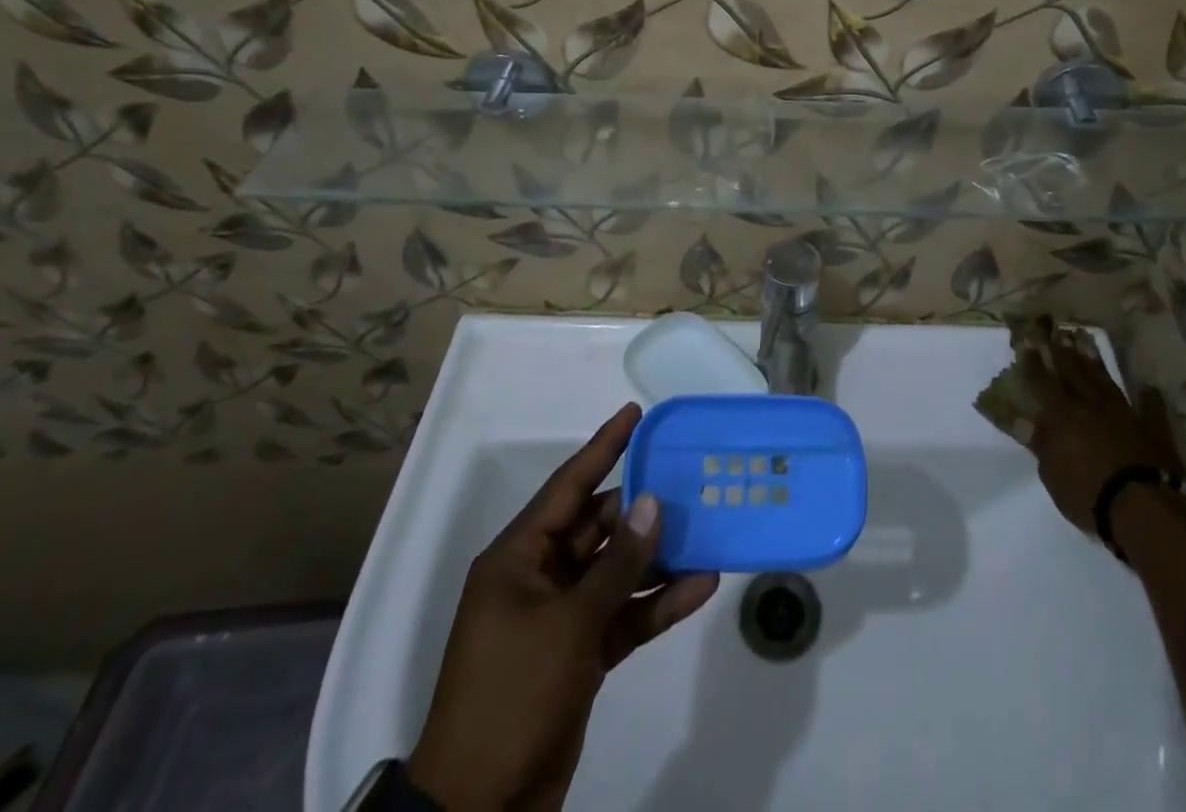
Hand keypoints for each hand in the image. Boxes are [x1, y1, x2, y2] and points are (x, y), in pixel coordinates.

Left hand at [408, 403, 719, 811]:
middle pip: (598, 526)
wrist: (479, 809)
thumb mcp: (568, 625)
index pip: (568, 486)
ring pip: (617, 570)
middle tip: (690, 479)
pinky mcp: (580, 654)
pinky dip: (657, 603)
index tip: (635, 413)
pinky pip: (624, 614)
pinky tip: (700, 587)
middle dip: (642, 507)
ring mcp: (561, 617)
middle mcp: (539, 577)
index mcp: (519, 558)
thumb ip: (616, 564)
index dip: (603, 447)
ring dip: (658, 557)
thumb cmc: (513, 696)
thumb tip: (651, 503)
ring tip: (706, 529)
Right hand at [1020, 340, 1181, 537]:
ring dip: (1094, 362)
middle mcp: (1090, 404)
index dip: (1033, 362)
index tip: (1027, 341)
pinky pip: (1150, 408)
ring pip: (1105, 381)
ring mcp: (1123, 413)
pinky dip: (1149, 398)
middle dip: (1062, 352)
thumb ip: (1040, 444)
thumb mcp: (1051, 473)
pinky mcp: (1151, 429)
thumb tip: (1023, 422)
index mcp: (1062, 414)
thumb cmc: (1087, 492)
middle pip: (1073, 372)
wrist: (1141, 507)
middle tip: (1055, 332)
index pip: (1042, 381)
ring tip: (1085, 342)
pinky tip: (1148, 387)